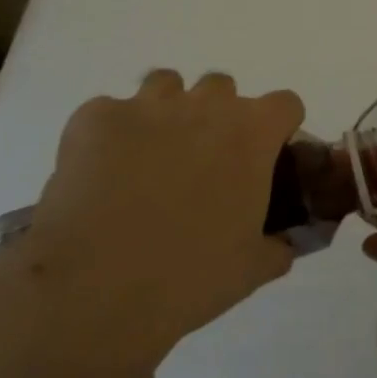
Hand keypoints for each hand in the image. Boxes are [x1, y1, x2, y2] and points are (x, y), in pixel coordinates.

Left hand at [13, 69, 302, 377]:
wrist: (92, 292)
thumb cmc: (188, 279)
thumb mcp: (250, 270)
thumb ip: (276, 246)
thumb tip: (283, 244)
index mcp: (252, 133)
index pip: (284, 104)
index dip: (276, 129)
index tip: (263, 158)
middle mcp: (206, 104)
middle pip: (222, 88)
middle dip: (215, 118)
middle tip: (200, 166)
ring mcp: (148, 105)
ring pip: (166, 85)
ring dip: (164, 113)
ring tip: (146, 159)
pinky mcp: (95, 118)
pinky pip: (108, 112)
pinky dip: (108, 136)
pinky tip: (98, 175)